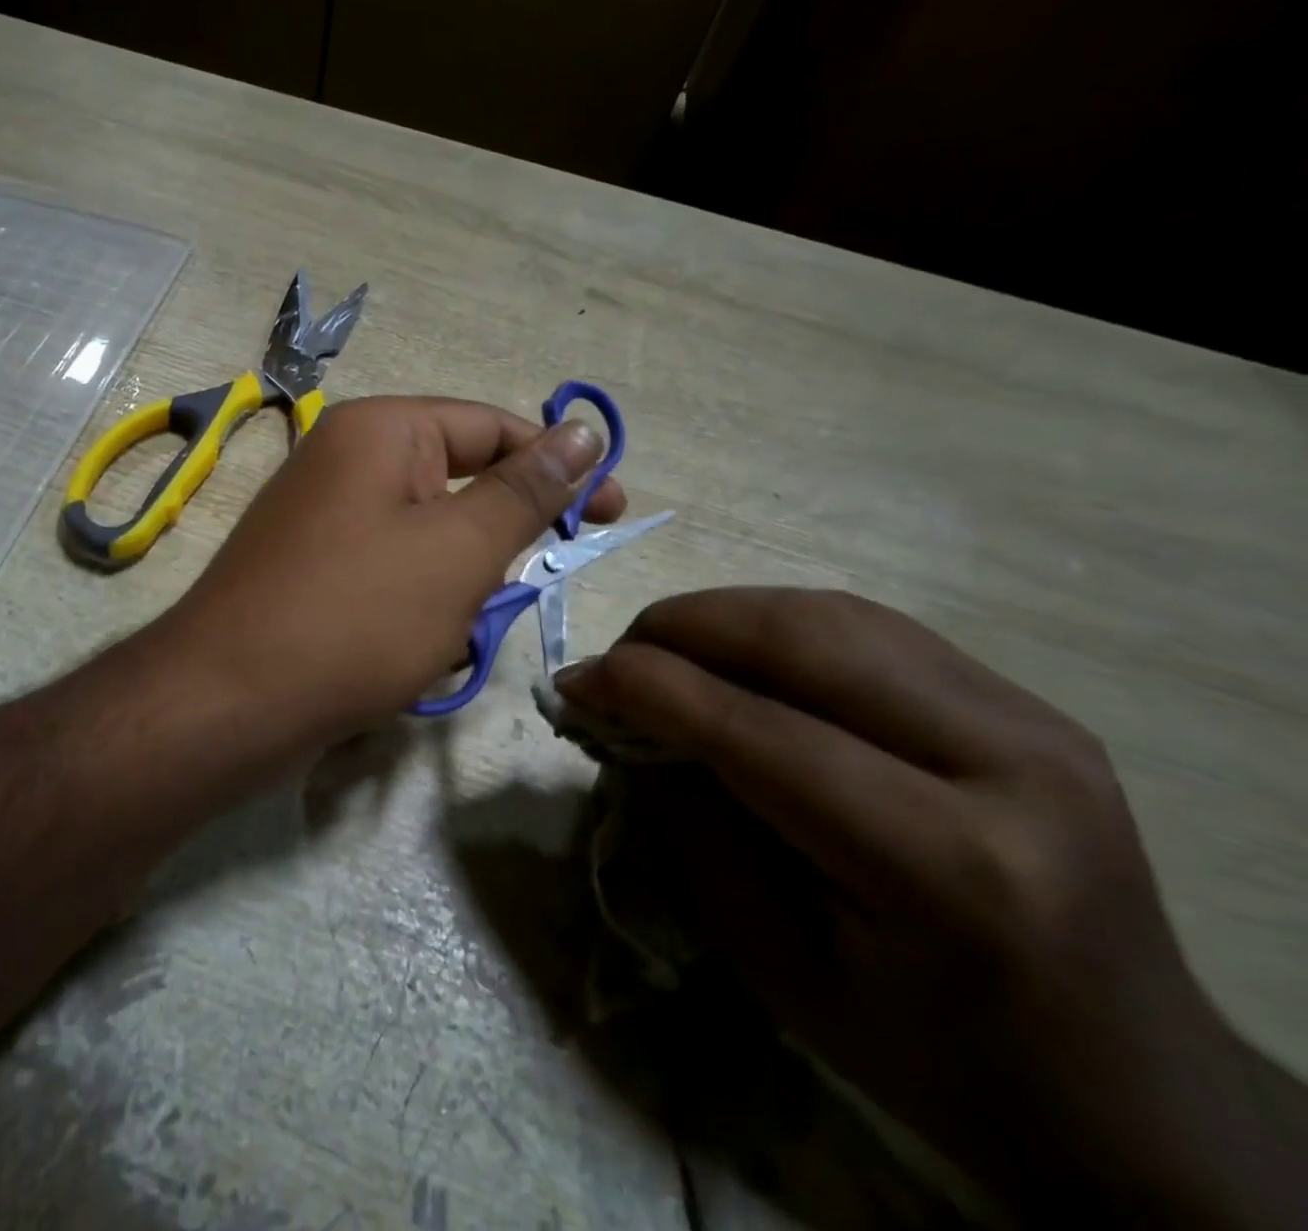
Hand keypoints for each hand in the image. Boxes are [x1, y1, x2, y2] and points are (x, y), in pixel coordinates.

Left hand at [153, 396, 624, 767]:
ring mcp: (323, 517)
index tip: (611, 513)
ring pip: (428, 541)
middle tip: (496, 599)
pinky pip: (390, 574)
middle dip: (492, 549)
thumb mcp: (460, 551)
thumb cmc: (357, 616)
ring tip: (439, 637)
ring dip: (455, 591)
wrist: (228, 703)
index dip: (558, 467)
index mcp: (381, 431)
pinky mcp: (312, 569)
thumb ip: (526, 490)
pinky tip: (407, 656)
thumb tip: (583, 430)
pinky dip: (415, 610)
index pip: (492, 428)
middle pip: (458, 487)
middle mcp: (346, 460)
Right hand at [555, 588, 1307, 1226]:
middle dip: (680, 629)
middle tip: (616, 657)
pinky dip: (779, 623)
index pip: (757, 730)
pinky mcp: (1027, 702)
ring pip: (834, 613)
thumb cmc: (931, 1056)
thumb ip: (694, 827)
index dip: (648, 688)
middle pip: (803, 640)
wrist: (1129, 1091)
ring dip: (724, 616)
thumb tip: (629, 724)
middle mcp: (1007, 765)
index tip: (574, 682)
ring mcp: (1032, 719)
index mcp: (949, 866)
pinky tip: (737, 653)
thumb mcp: (778, 967)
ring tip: (663, 648)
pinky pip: (871, 626)